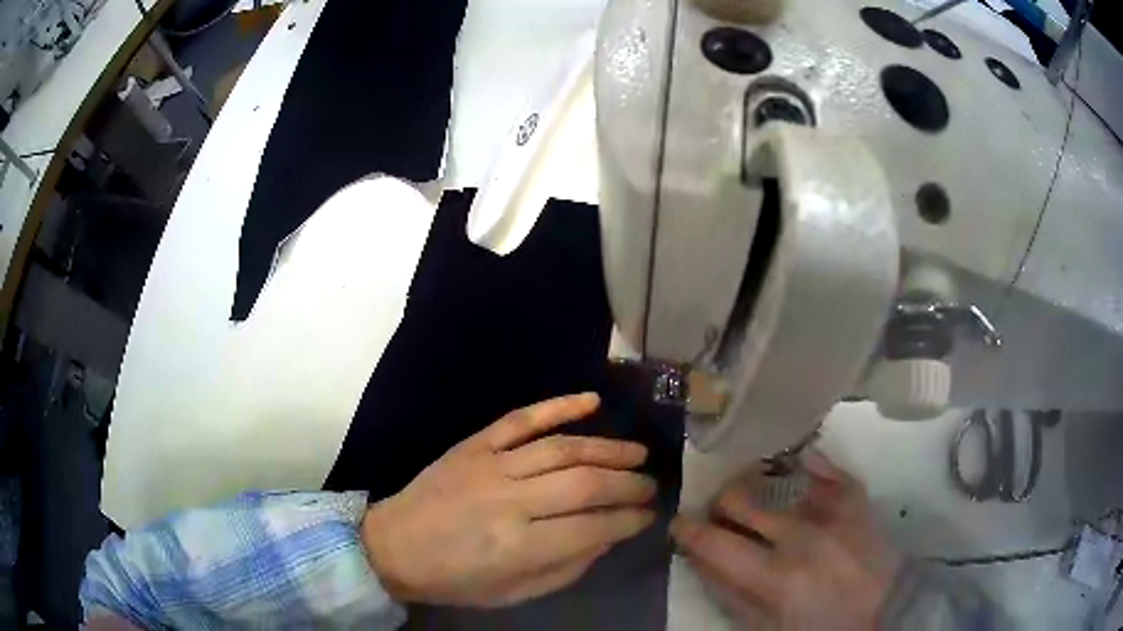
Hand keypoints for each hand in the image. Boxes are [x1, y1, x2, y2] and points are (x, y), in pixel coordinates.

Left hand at [361, 393, 655, 606]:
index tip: (648, 516)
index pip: (593, 527)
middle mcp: (510, 501)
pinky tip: (592, 401)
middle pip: (584, 483)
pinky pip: (521, 418)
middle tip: (650, 485)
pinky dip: (558, 406)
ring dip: (607, 448)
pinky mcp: (474, 445)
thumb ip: (566, 567)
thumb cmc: (455, 579)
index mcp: (519, 547)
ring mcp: (490, 466)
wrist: (393, 545)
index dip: (628, 520)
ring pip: (562, 448)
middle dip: (627, 483)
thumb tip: (607, 536)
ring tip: (637, 453)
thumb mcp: (514, 592)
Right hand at [671, 452, 901, 629]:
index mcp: (775, 575)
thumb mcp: (767, 627)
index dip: (689, 531)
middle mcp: (801, 535)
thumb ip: (733, 595)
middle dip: (721, 504)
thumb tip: (703, 561)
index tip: (680, 524)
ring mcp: (833, 512)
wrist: (885, 613)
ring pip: (779, 480)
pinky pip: (829, 471)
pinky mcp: (858, 502)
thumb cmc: (820, 627)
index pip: (715, 544)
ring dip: (758, 485)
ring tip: (756, 490)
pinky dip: (812, 467)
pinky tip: (801, 467)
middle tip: (720, 512)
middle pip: (742, 501)